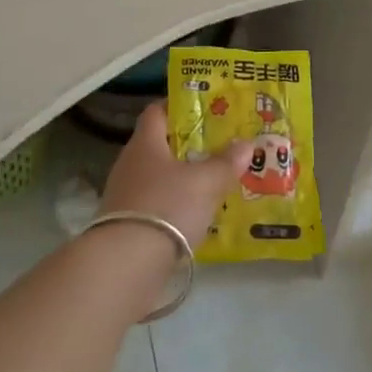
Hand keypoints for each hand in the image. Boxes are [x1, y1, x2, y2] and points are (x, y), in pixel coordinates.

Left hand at [99, 101, 252, 247]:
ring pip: (158, 177)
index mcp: (145, 143)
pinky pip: (156, 205)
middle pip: (160, 145)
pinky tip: (195, 216)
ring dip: (182, 179)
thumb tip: (246, 143)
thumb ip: (226, 162)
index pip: (157, 111)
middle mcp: (130, 163)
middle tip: (218, 146)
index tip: (205, 108)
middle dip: (188, 145)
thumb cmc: (167, 207)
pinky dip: (174, 207)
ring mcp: (125, 196)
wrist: (125, 265)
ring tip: (212, 182)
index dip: (179, 106)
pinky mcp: (126, 226)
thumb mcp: (205, 182)